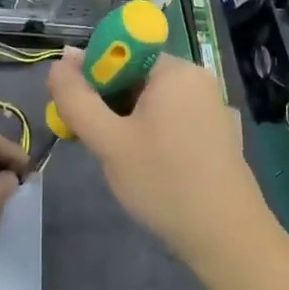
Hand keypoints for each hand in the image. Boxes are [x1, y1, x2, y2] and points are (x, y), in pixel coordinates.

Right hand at [46, 52, 272, 272]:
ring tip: (121, 159)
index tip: (78, 109)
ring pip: (153, 101)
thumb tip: (60, 60)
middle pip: (136, 75)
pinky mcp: (219, 133)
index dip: (92, 74)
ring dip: (128, 121)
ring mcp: (212, 106)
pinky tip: (149, 167)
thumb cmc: (164, 182)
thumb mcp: (109, 141)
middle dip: (108, 102)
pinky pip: (174, 119)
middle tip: (96, 141)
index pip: (121, 51)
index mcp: (175, 69)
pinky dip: (153, 133)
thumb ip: (77, 98)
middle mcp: (197, 78)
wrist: (227, 238)